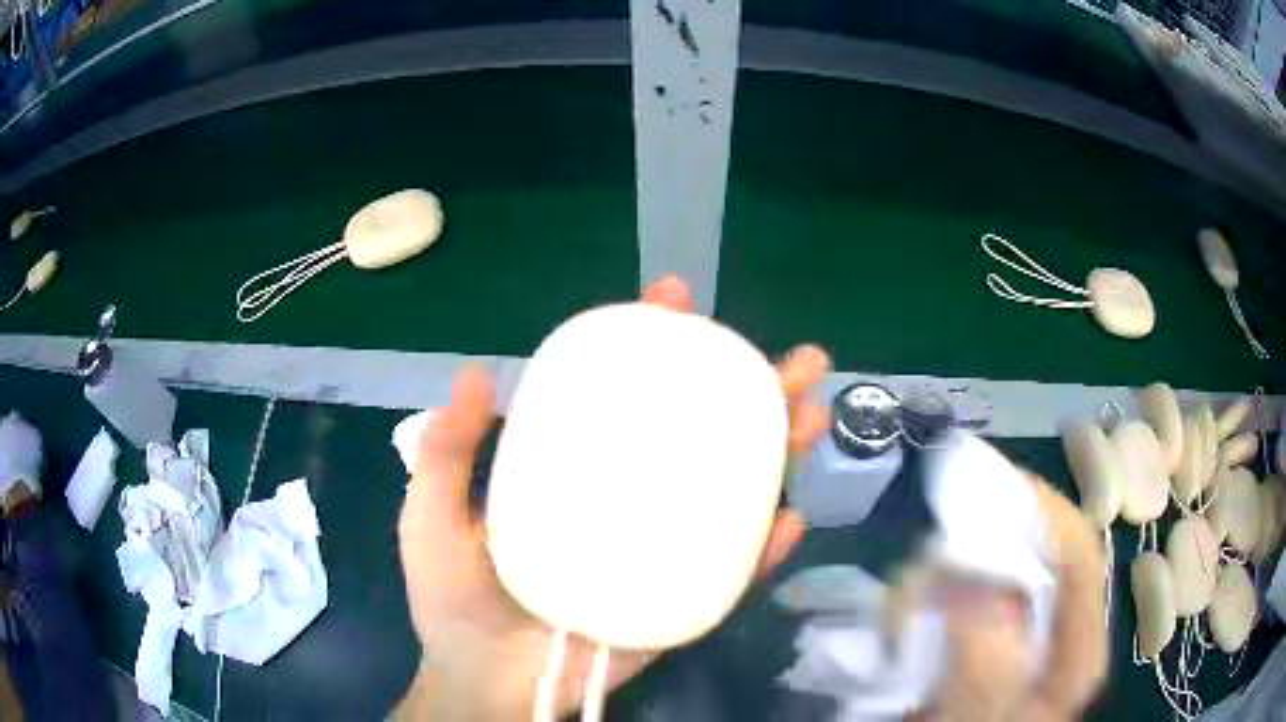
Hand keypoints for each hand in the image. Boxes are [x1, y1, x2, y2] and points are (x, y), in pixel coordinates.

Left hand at [395, 276, 830, 720]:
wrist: (486, 682)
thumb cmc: (453, 599)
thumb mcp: (432, 516)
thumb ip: (446, 452)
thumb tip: (478, 375)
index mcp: (574, 469)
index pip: (619, 393)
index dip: (650, 343)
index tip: (676, 299)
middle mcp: (627, 498)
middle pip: (697, 434)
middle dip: (752, 391)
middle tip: (798, 362)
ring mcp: (658, 549)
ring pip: (730, 493)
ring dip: (778, 455)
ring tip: (813, 417)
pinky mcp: (676, 601)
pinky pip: (729, 573)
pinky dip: (764, 549)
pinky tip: (791, 519)